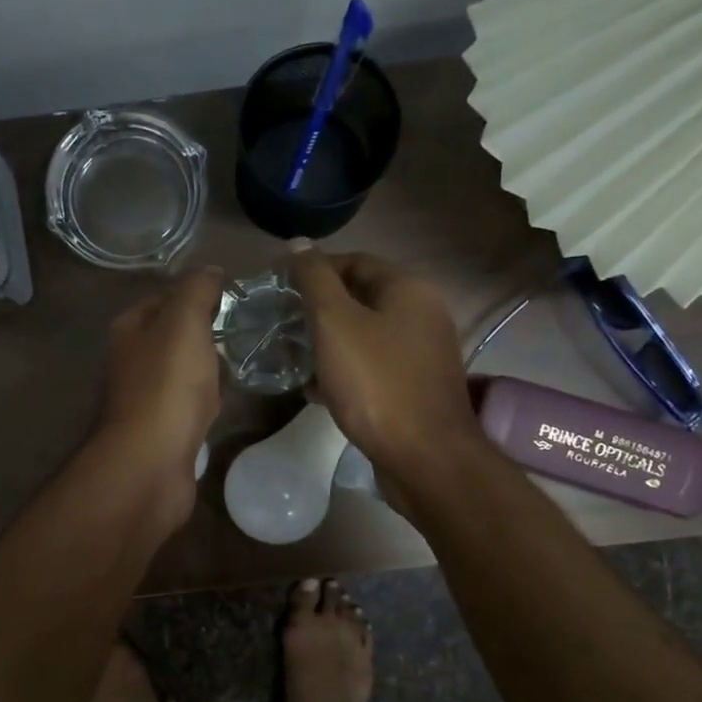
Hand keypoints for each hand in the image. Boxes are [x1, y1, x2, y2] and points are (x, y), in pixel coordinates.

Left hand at [94, 267, 225, 524]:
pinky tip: (226, 400)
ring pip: (181, 370)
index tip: (237, 294)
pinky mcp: (160, 431)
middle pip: (173, 335)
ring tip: (245, 357)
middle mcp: (130, 360)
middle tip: (248, 326)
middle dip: (206, 330)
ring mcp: (144, 398)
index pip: (165, 296)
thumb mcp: (183, 323)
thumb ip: (196, 291)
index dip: (198, 291)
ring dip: (207, 366)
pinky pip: (187, 404)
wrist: (149, 464)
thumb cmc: (166, 387)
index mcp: (130, 329)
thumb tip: (211, 270)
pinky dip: (206, 399)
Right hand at [288, 245, 480, 494]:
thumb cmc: (376, 384)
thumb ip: (314, 280)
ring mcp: (423, 352)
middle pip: (360, 298)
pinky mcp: (417, 386)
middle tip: (282, 325)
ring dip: (329, 343)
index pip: (353, 261)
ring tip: (294, 357)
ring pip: (365, 335)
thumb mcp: (335, 324)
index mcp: (408, 288)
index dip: (312, 270)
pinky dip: (345, 370)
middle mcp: (423, 313)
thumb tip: (298, 243)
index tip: (277, 289)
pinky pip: (374, 366)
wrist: (425, 457)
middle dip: (318, 310)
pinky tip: (317, 389)